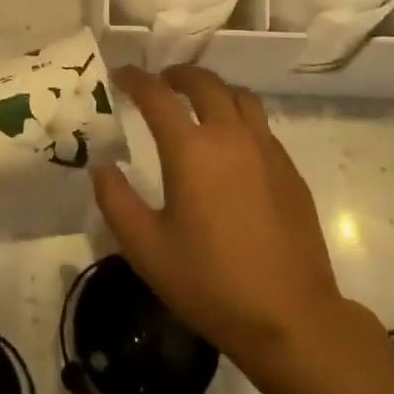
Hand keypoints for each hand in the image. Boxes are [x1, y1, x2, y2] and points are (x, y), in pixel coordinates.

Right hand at [92, 66, 349, 373]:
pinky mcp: (290, 170)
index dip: (135, 79)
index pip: (157, 95)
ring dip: (214, 90)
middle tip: (162, 82)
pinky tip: (232, 146)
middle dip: (178, 75)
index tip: (121, 75)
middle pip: (205, 83)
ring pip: (240, 97)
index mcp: (191, 150)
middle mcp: (231, 136)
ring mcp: (267, 150)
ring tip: (198, 103)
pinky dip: (239, 118)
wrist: (290, 317)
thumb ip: (116, 200)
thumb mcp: (145, 248)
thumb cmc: (210, 283)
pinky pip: (261, 125)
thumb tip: (102, 165)